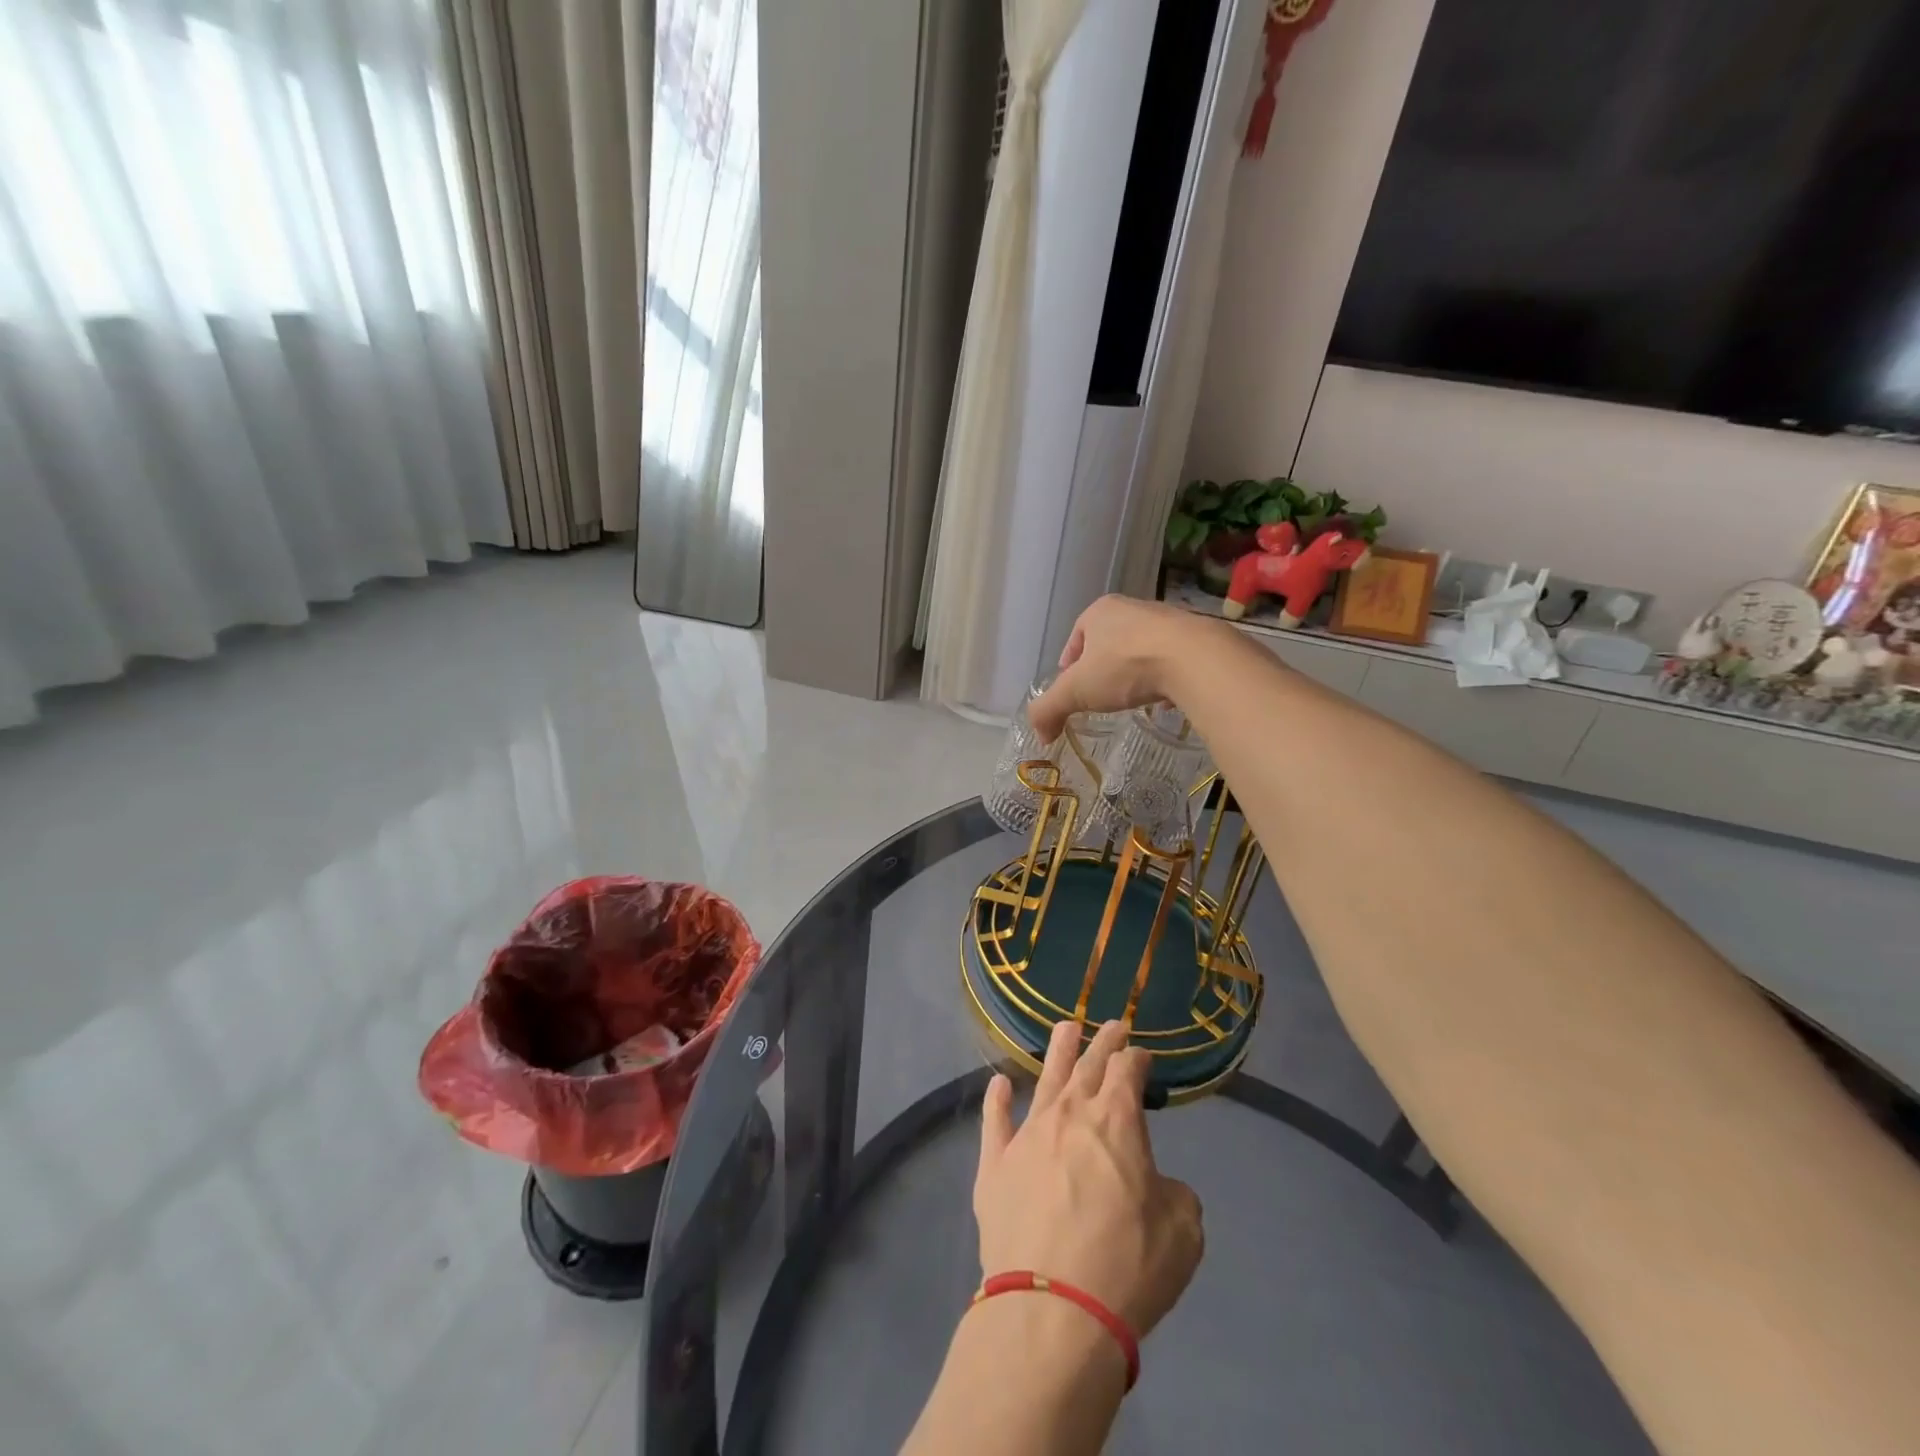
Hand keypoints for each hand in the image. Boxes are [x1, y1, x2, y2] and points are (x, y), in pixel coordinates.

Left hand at [974, 1020, 1204, 1338]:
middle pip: (1088, 1064)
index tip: (1142, 1055)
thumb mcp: (1182, 1232)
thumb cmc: (1127, 1267)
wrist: (1052, 1308)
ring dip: (1057, 1051)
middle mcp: (1069, 1114)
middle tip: (1112, 1024)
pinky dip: (997, 1100)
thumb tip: (1156, 1184)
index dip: (1137, 1058)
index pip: (1127, 1070)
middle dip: (1103, 1042)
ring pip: (1044, 1079)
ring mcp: (1027, 1135)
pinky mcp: (994, 1164)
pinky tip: (998, 1084)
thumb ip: (1175, 1194)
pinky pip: (994, 1122)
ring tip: (1065, 1028)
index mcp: (1116, 1120)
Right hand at [1028, 596, 1229, 743]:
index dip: (1070, 663)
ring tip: (1134, 698)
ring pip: (1142, 648)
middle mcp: (1133, 608)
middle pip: (1109, 640)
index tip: (1072, 687)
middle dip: (1103, 667)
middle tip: (1101, 695)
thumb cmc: (1126, 666)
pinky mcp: (1196, 637)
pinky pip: (1173, 659)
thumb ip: (1049, 709)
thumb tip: (1039, 734)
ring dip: (1135, 671)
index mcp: (1099, 612)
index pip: (1076, 636)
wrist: (1195, 659)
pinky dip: (1166, 676)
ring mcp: (1168, 620)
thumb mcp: (1077, 691)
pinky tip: (1167, 698)